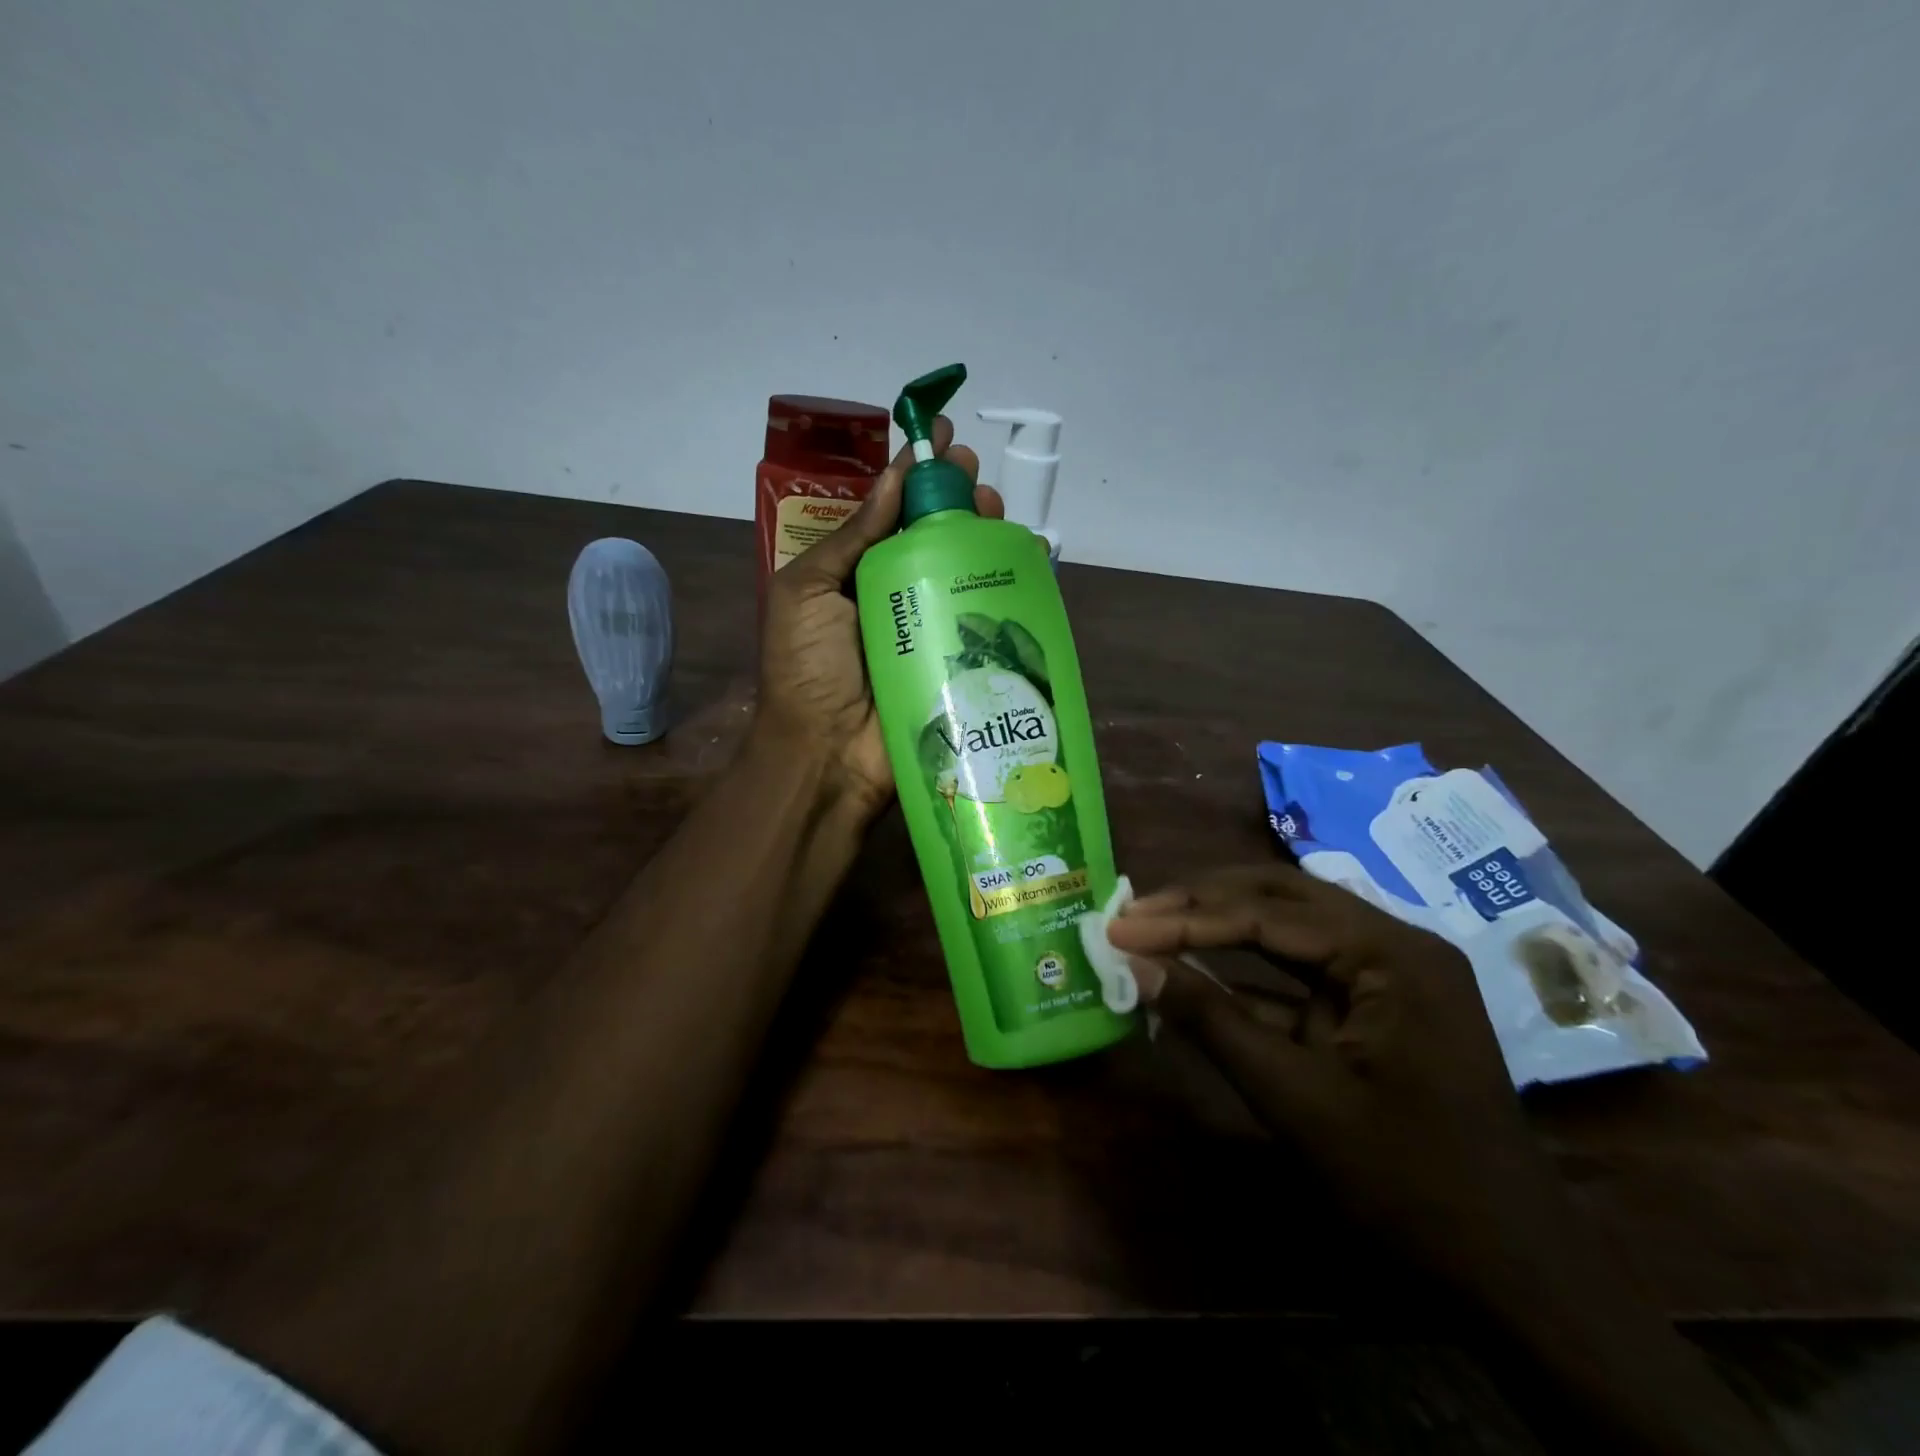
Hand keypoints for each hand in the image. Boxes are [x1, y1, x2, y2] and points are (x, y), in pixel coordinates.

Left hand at [757, 416, 1000, 820]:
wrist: (827, 754)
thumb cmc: (806, 669)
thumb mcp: (808, 591)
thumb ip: (852, 537)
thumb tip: (894, 478)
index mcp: (856, 573)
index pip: (891, 512)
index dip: (916, 473)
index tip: (940, 437)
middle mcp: (897, 592)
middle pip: (936, 534)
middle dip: (957, 497)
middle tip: (974, 474)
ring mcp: (933, 626)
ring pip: (967, 567)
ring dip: (985, 531)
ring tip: (996, 509)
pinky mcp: (962, 658)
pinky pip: (991, 615)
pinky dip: (1013, 583)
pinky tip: (1027, 558)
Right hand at [1112, 863, 1786, 1454]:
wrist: (1516, 1280)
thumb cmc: (1408, 1185)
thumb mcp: (1295, 1098)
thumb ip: (1212, 1020)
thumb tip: (1135, 964)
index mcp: (1391, 953)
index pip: (1266, 913)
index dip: (1185, 918)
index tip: (1120, 924)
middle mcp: (1394, 944)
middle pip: (1281, 898)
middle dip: (1202, 903)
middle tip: (1135, 911)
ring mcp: (1388, 976)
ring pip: (1288, 929)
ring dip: (1219, 930)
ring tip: (1154, 927)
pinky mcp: (1374, 1010)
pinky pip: (1299, 976)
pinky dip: (1244, 977)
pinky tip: (1193, 979)